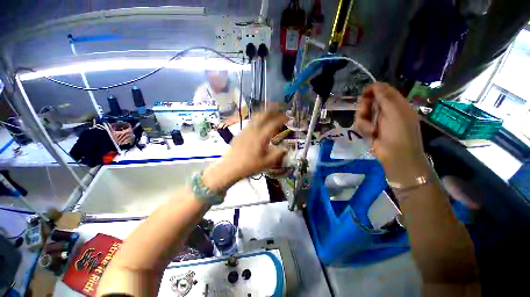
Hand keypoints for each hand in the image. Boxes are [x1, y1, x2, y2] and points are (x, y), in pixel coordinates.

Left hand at [203, 112, 287, 190]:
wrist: (231, 167)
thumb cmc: (250, 165)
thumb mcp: (267, 162)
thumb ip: (278, 154)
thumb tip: (285, 149)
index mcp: (262, 136)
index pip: (274, 123)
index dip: (282, 118)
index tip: (287, 118)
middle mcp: (254, 129)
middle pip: (264, 114)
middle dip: (273, 110)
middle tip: (279, 111)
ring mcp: (246, 130)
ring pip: (256, 116)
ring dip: (265, 113)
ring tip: (270, 115)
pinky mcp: (240, 132)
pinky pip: (251, 121)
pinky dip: (258, 119)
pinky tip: (259, 124)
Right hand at [354, 83, 430, 184]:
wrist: (396, 155)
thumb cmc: (399, 132)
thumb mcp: (395, 112)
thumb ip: (385, 97)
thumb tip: (375, 84)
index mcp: (396, 103)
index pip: (382, 90)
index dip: (372, 90)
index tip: (364, 94)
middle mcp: (385, 110)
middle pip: (369, 101)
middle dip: (365, 107)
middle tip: (366, 112)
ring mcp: (376, 120)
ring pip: (362, 112)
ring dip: (363, 119)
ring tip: (370, 128)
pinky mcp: (369, 129)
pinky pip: (360, 123)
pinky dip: (363, 128)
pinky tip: (369, 133)